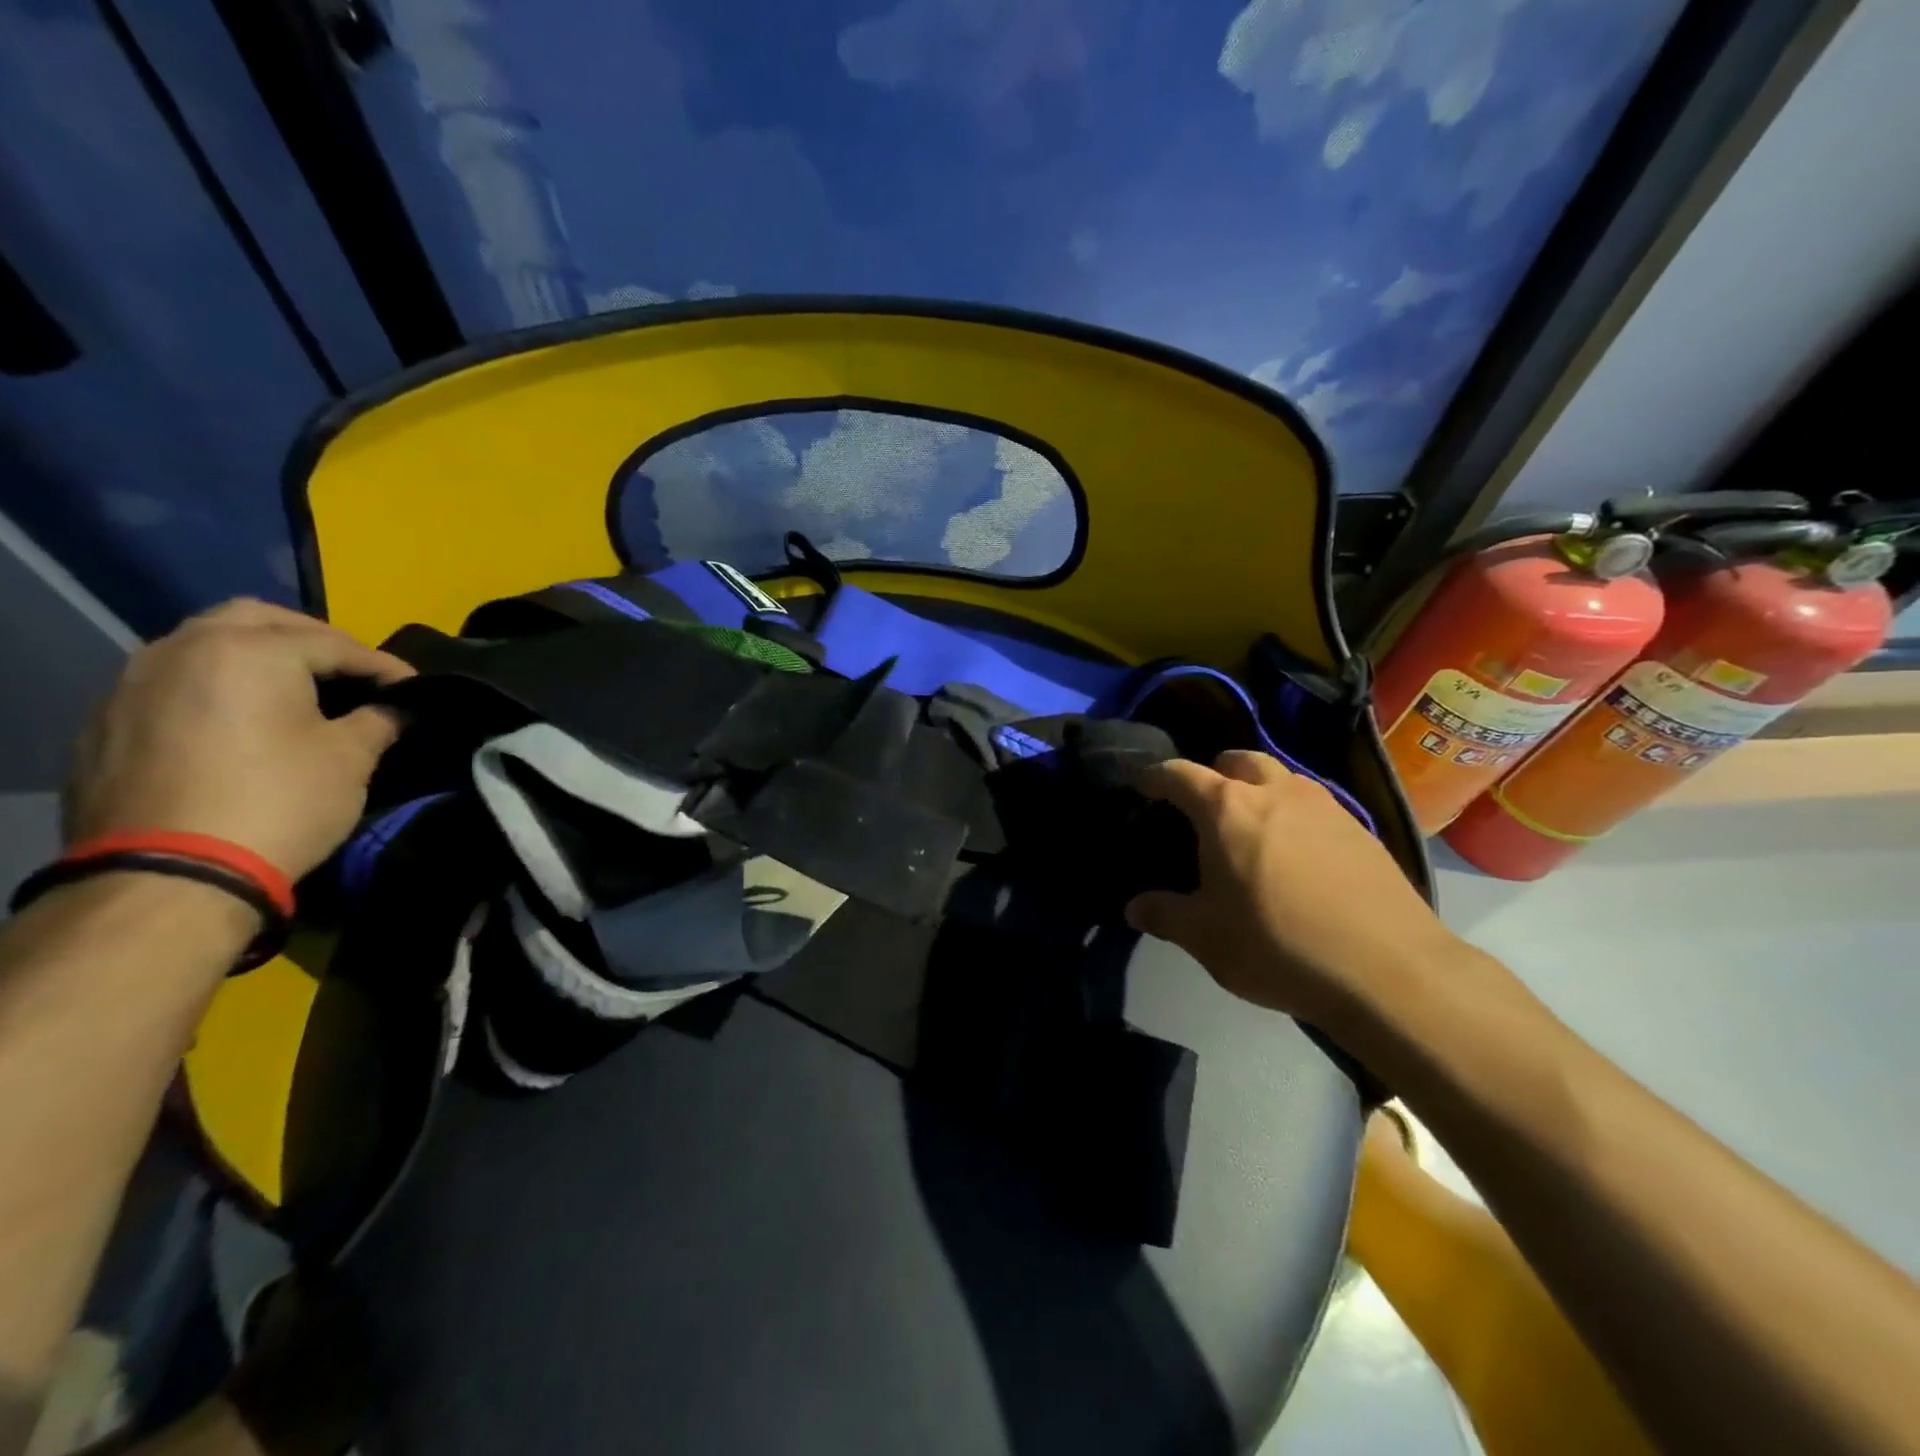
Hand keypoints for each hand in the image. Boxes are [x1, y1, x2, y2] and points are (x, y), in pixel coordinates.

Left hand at [64, 599, 413, 879]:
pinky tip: (243, 722)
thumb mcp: (350, 759)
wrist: (169, 876)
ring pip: (207, 646)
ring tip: (297, 693)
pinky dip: (217, 688)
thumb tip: (395, 709)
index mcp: (250, 651)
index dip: (384, 666)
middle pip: (258, 620)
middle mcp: (183, 649)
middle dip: (313, 640)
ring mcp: (134, 683)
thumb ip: (378, 721)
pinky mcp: (108, 722)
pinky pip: (175, 684)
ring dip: (258, 659)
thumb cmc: (280, 802)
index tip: (417, 688)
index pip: (336, 644)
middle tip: (352, 674)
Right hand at [1125, 751, 1462, 1023]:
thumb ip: (1164, 915)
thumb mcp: (1205, 938)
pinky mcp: (1361, 828)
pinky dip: (1294, 814)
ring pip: (1281, 777)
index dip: (1154, 776)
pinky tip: (1298, 855)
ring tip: (1252, 828)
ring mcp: (1324, 805)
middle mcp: (1275, 791)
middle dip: (1213, 773)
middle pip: (1236, 760)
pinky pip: (1315, 805)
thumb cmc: (1278, 945)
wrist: (1389, 970)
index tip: (1141, 785)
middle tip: (1203, 806)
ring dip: (1258, 789)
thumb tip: (1133, 907)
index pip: (1179, 773)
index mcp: (1226, 808)